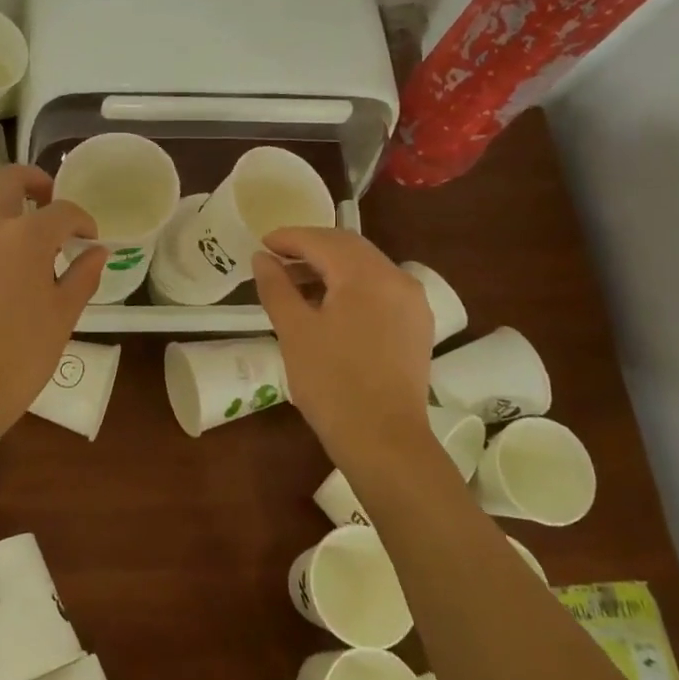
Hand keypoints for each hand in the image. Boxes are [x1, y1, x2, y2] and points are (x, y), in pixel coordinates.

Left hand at [0, 165, 105, 441]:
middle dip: (35, 182)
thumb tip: (97, 252)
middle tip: (53, 205)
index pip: (62, 210)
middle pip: (9, 180)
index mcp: (25, 236)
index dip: (82, 220)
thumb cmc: (23, 353)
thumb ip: (83, 275)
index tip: (90, 239)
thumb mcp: (63, 314)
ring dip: (13, 218)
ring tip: (34, 257)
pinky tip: (7, 280)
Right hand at [252, 227, 434, 457]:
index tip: (262, 243)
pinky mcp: (416, 325)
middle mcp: (397, 279)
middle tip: (276, 258)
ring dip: (331, 265)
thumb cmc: (332, 383)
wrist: (384, 441)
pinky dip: (351, 284)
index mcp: (367, 275)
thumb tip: (262, 258)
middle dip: (311, 247)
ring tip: (296, 282)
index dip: (289, 238)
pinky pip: (380, 288)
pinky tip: (329, 303)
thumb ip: (276, 287)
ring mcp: (412, 302)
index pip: (322, 240)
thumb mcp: (294, 331)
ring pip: (366, 266)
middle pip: (348, 247)